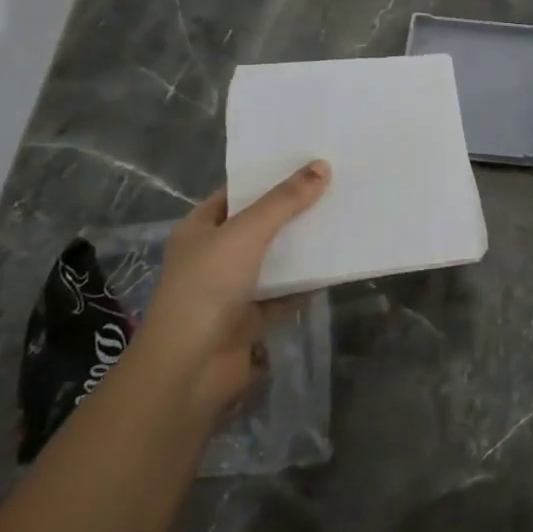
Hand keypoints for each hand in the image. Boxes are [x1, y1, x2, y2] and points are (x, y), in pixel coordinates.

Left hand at [139, 160, 329, 419]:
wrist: (190, 368)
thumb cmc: (208, 287)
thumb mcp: (247, 233)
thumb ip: (285, 201)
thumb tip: (322, 166)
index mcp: (200, 229)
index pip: (237, 193)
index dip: (269, 177)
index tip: (307, 162)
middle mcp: (214, 256)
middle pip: (260, 226)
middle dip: (293, 211)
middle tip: (335, 187)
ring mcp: (232, 290)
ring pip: (274, 261)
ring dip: (302, 248)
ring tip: (342, 220)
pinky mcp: (252, 320)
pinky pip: (285, 295)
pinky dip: (306, 285)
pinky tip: (336, 267)